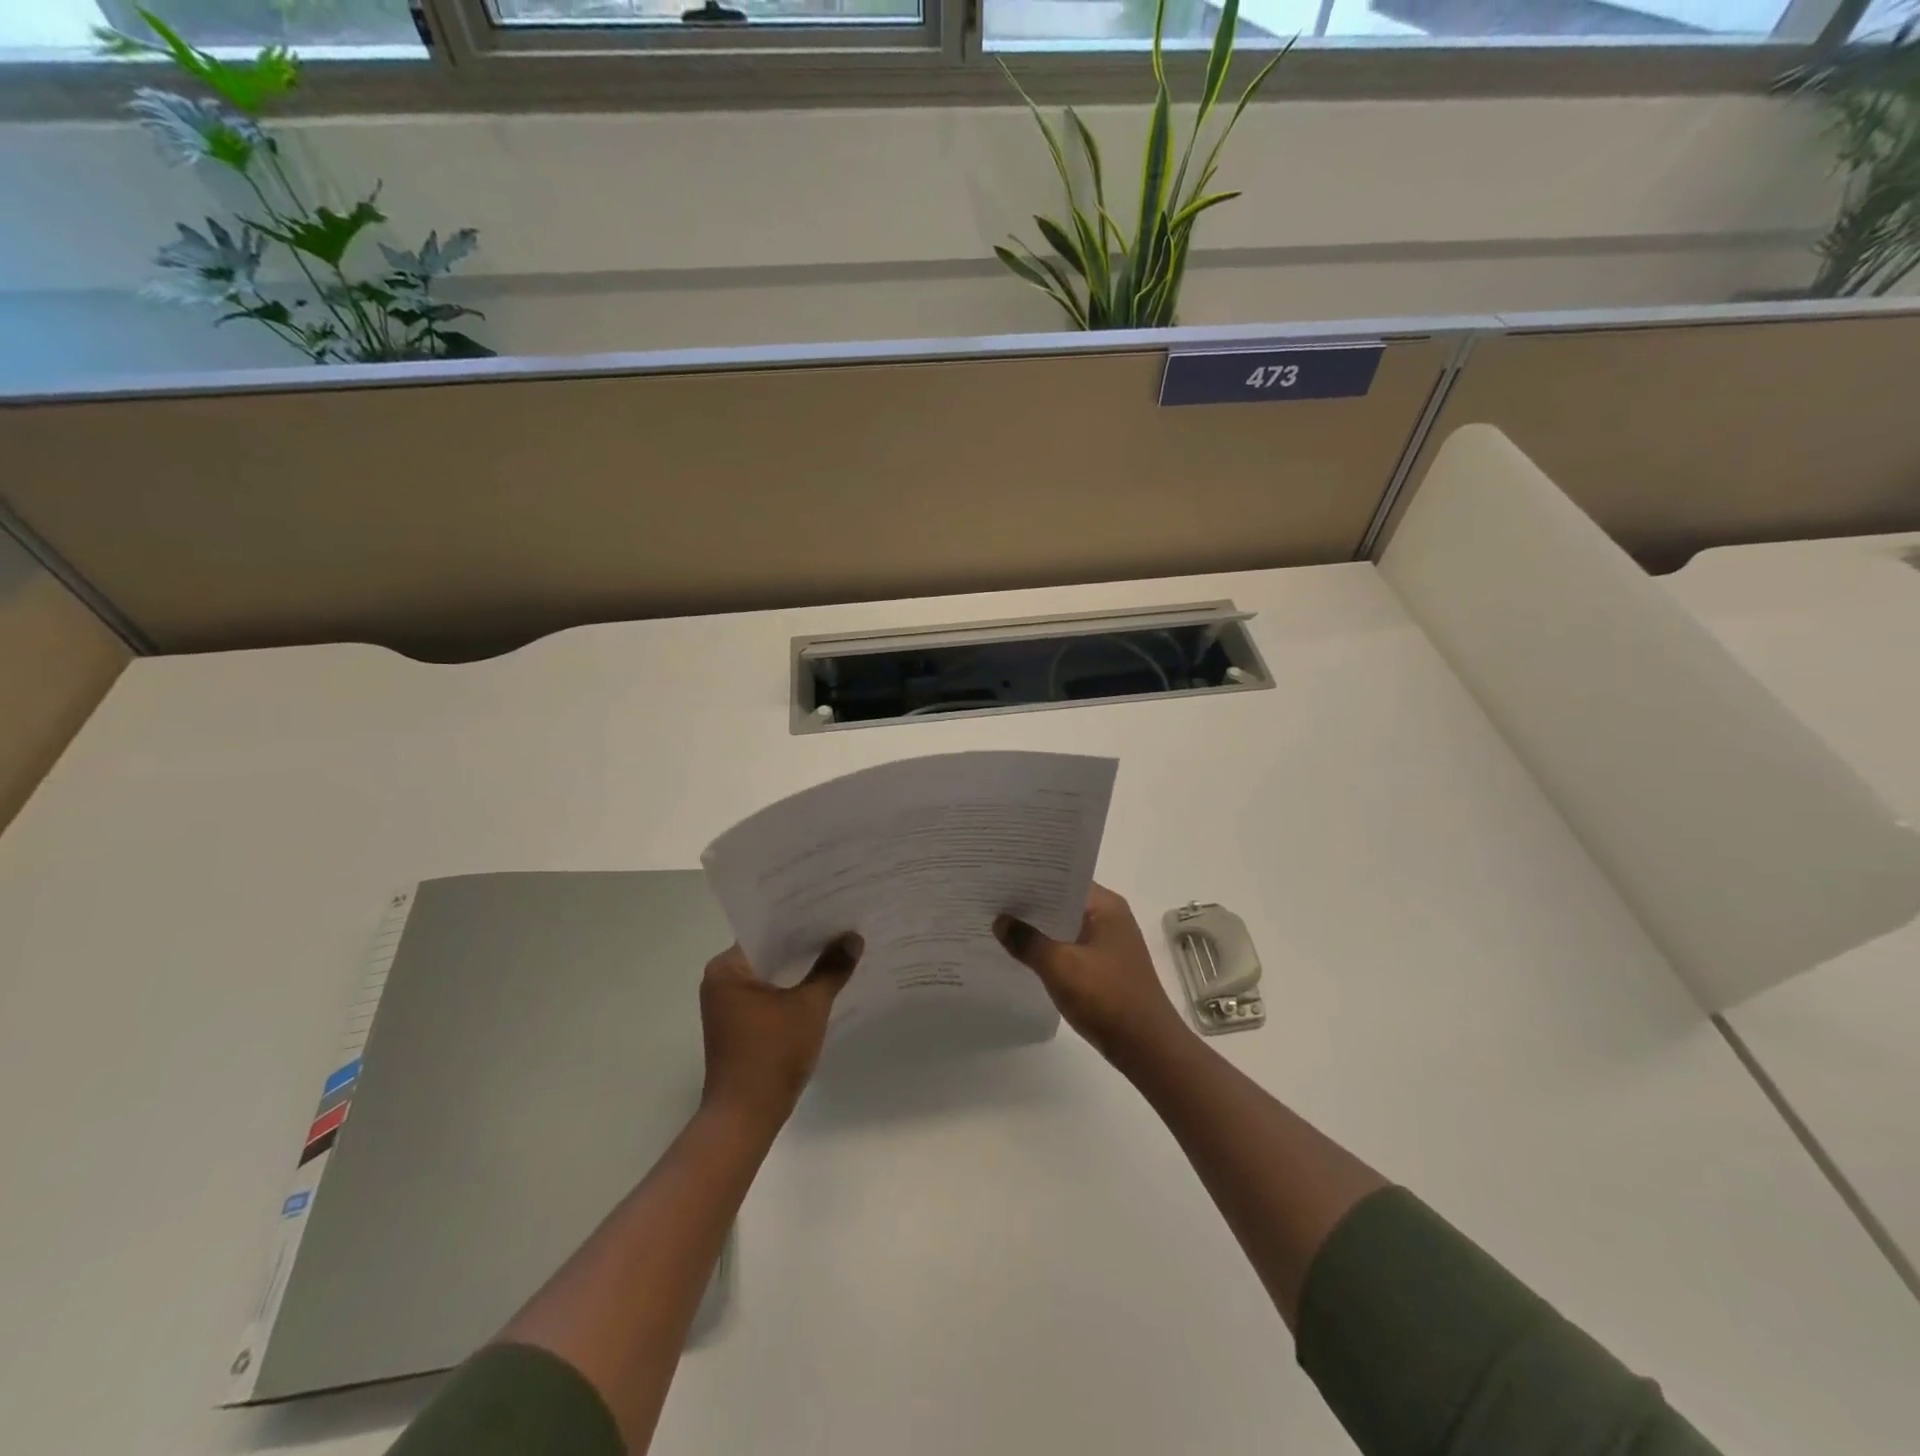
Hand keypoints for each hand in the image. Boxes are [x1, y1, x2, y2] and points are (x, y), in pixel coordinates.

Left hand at [699, 935, 862, 1126]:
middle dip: (805, 943)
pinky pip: (769, 994)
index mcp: (727, 968)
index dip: (800, 919)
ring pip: (771, 974)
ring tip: (839, 949)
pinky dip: (792, 988)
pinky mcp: (739, 1025)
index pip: (766, 929)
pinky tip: (823, 984)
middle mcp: (721, 981)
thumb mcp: (809, 1006)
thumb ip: (831, 968)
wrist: (745, 1118)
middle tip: (842, 925)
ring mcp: (728, 1005)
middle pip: (769, 950)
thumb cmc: (771, 1054)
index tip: (831, 908)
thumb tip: (853, 938)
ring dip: (800, 967)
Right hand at [994, 885, 1189, 1070]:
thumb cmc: (1107, 998)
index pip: (1063, 879)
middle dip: (1030, 904)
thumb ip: (1027, 941)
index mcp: (1106, 906)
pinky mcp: (1104, 968)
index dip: (1032, 877)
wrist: (1147, 1048)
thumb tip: (1000, 921)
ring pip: (1064, 927)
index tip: (999, 876)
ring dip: (1038, 929)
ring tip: (998, 923)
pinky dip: (1049, 949)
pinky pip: (1069, 948)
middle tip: (990, 899)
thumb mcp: (1060, 966)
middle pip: (1062, 902)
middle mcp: (1110, 918)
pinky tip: (1021, 954)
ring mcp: (1108, 944)